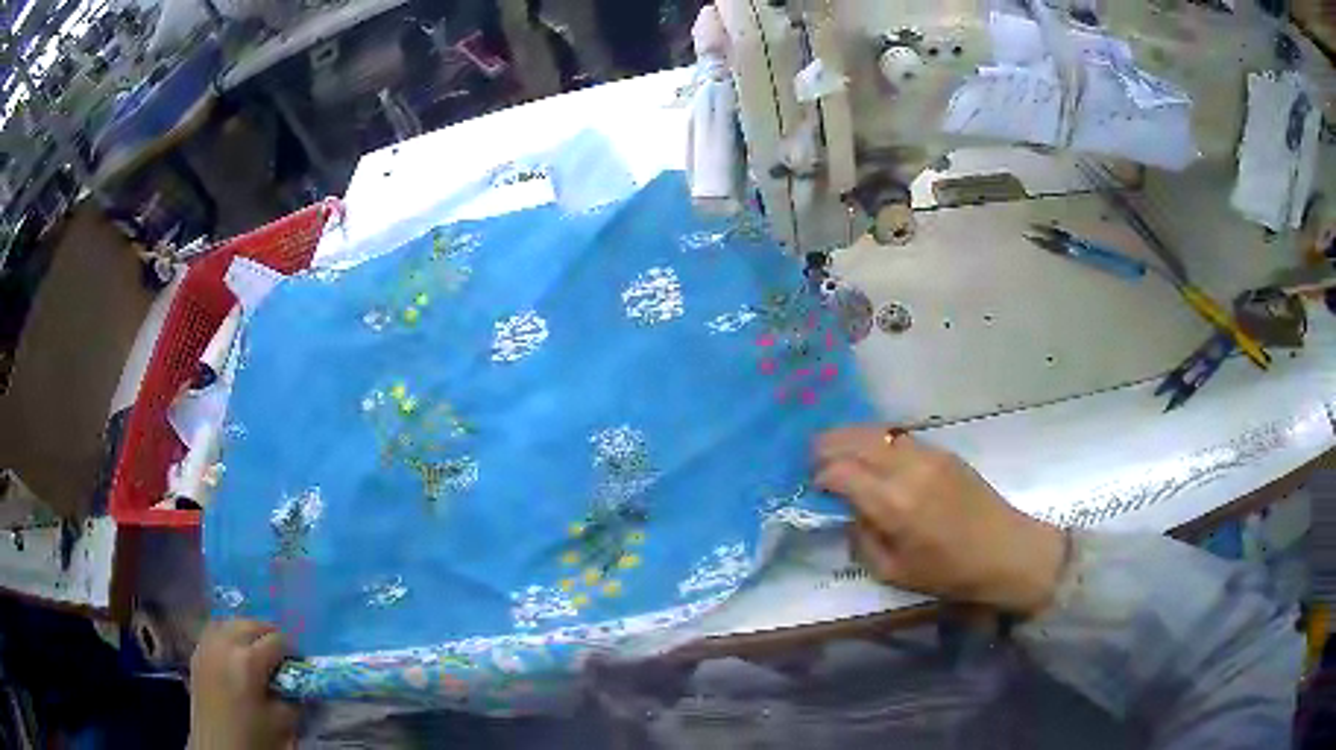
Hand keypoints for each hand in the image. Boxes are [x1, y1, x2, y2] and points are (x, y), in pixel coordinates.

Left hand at [189, 620, 297, 749]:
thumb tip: (299, 683)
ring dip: (245, 631)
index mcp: (249, 660)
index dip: (292, 651)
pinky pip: (214, 632)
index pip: (277, 640)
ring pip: (229, 623)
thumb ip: (294, 697)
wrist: (218, 746)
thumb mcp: (283, 721)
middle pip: (250, 624)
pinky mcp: (197, 654)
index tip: (299, 664)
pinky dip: (227, 636)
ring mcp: (207, 646)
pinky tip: (234, 653)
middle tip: (281, 655)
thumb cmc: (253, 737)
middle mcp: (225, 644)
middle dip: (269, 635)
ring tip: (256, 649)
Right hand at [814, 426, 1065, 615]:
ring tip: (834, 447)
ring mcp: (928, 455)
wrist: (1005, 550)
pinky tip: (871, 452)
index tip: (813, 487)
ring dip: (851, 436)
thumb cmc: (949, 572)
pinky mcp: (943, 451)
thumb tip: (849, 514)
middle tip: (811, 457)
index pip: (841, 473)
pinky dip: (877, 439)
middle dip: (827, 446)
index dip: (820, 476)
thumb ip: (862, 540)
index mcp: (894, 504)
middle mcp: (908, 470)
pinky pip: (899, 437)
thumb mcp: (894, 573)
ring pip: (878, 431)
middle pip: (855, 441)